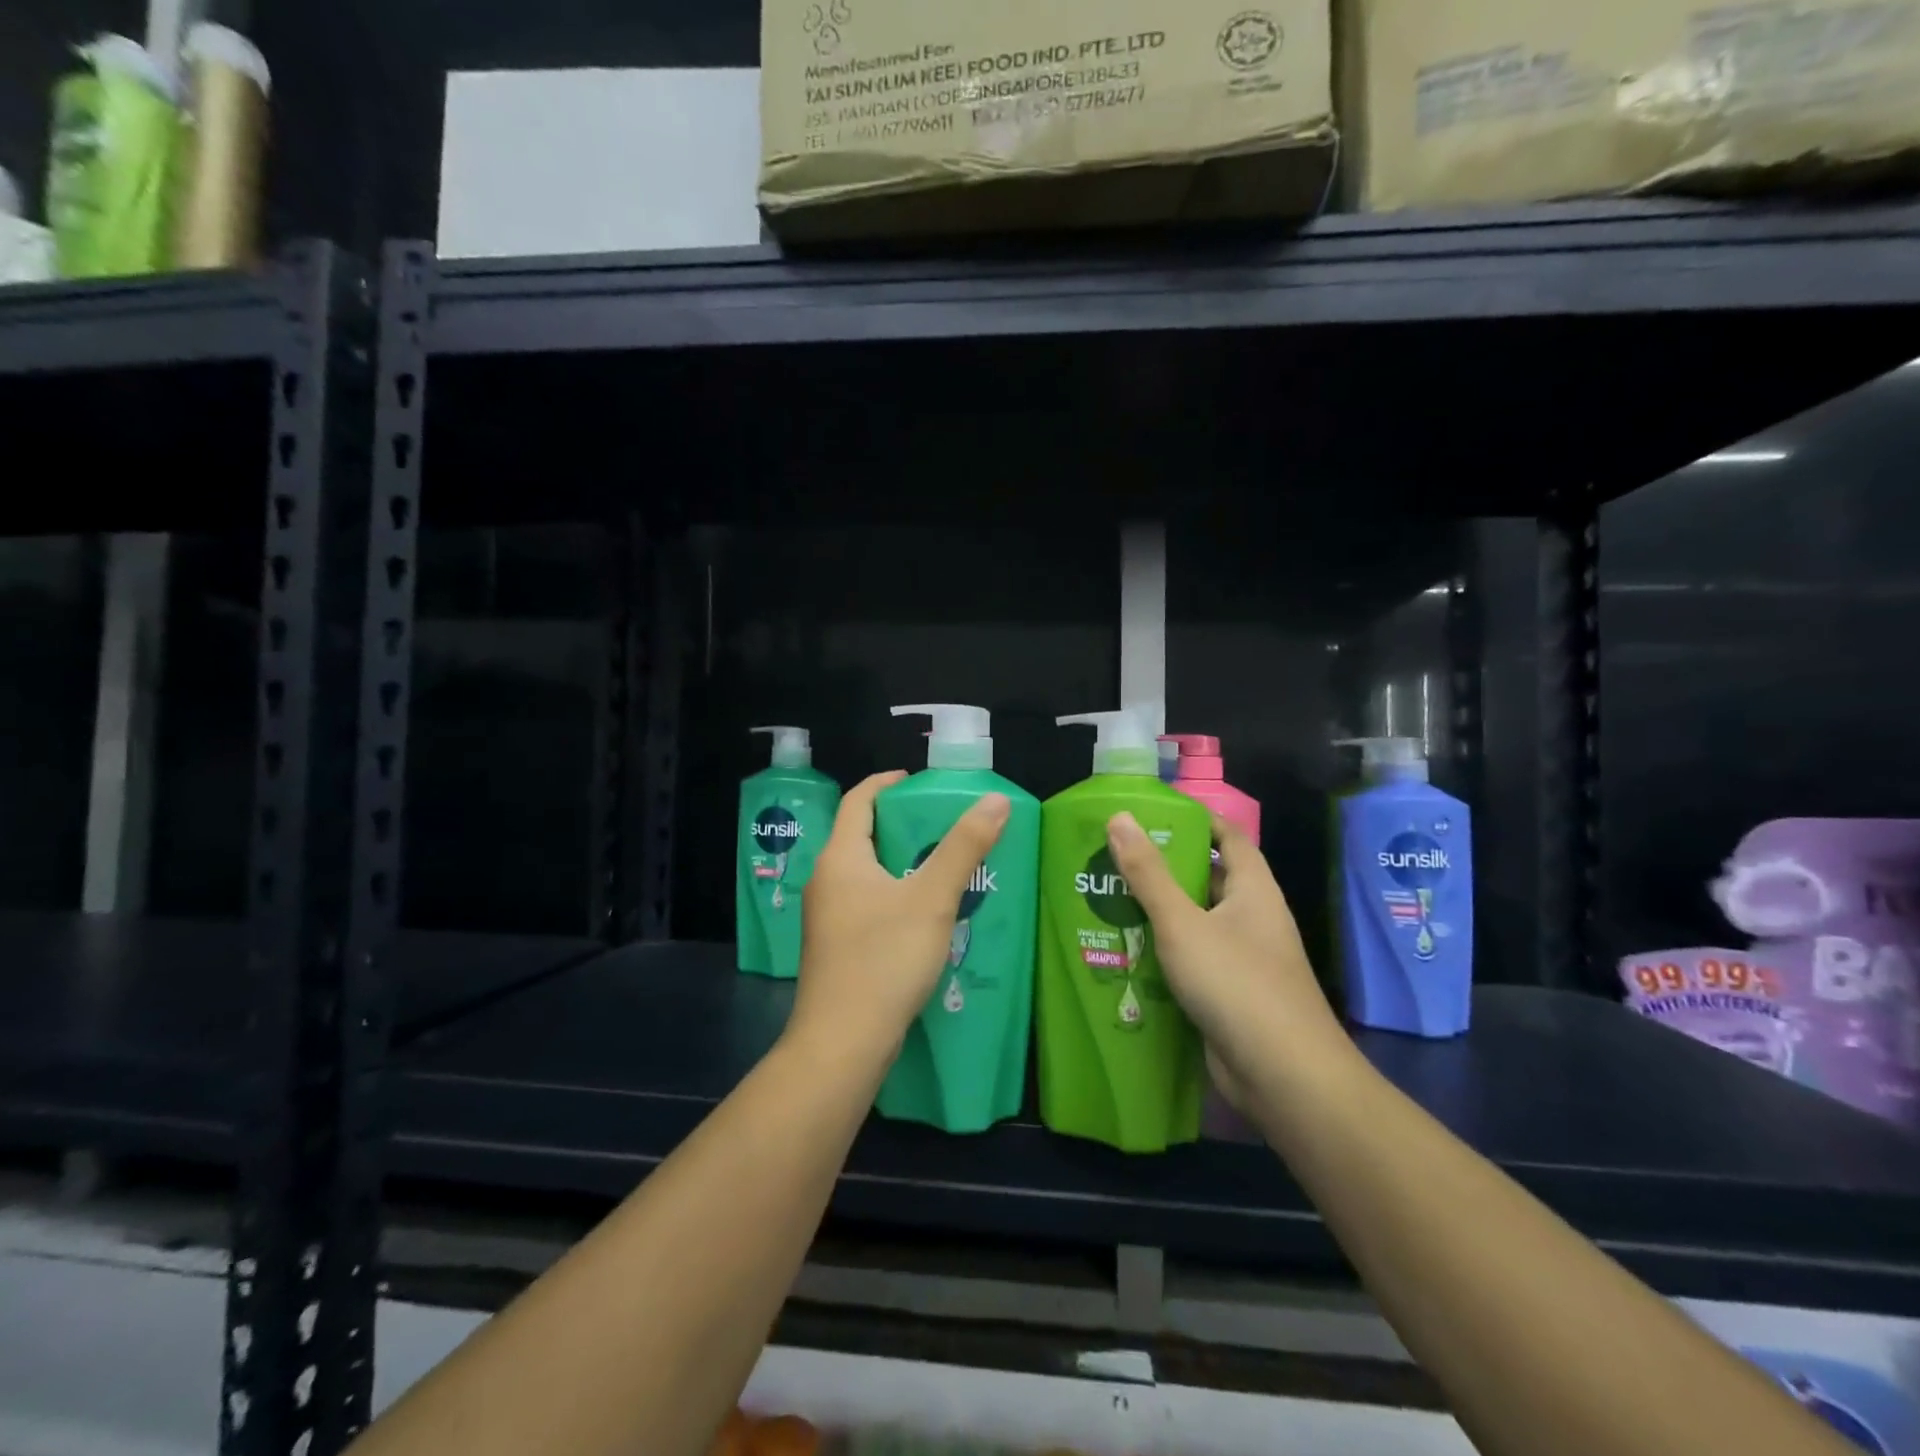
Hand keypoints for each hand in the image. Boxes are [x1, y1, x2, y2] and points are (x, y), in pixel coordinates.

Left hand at [789, 771, 1010, 1066]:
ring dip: (901, 864)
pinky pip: (867, 905)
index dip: (886, 784)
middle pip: (862, 836)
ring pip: (866, 874)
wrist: (842, 1044)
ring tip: (943, 867)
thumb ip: (964, 847)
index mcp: (840, 859)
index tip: (918, 781)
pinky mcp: (836, 948)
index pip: (859, 801)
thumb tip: (994, 800)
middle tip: (944, 825)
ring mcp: (827, 918)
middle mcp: (826, 882)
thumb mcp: (932, 898)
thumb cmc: (884, 959)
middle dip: (902, 826)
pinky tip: (926, 915)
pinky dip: (895, 896)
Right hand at [1104, 811, 1345, 1109]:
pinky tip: (1126, 952)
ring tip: (1109, 900)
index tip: (1154, 814)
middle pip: (1208, 880)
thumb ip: (1148, 873)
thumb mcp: (1182, 922)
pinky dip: (1164, 954)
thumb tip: (1120, 817)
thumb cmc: (1236, 983)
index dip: (1198, 821)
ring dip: (1159, 914)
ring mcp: (1243, 960)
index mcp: (1253, 891)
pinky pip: (1192, 962)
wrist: (1283, 1076)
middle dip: (1165, 869)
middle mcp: (1252, 919)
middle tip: (1115, 858)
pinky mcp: (1229, 996)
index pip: (1230, 839)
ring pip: (1196, 924)